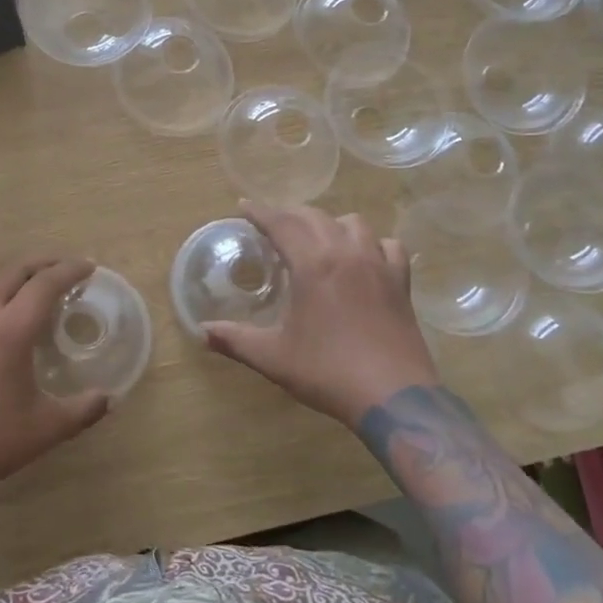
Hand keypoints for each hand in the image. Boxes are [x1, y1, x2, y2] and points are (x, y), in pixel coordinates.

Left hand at [0, 254, 110, 492]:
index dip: (70, 271)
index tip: (88, 268)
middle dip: (41, 264)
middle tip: (61, 269)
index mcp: (11, 329)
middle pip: (13, 271)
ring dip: (11, 280)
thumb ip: (83, 409)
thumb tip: (107, 397)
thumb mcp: (45, 429)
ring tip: (26, 293)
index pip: (46, 284)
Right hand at [203, 203, 439, 429]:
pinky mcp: (400, 281)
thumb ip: (236, 340)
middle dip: (290, 215)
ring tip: (318, 238)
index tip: (244, 206)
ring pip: (354, 223)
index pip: (281, 223)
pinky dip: (373, 243)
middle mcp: (346, 252)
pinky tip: (365, 257)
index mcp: (313, 264)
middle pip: (315, 217)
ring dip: (331, 223)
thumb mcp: (274, 357)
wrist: (393, 396)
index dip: (260, 212)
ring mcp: (378, 264)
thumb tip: (202, 331)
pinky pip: (388, 245)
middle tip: (273, 225)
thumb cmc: (328, 372)